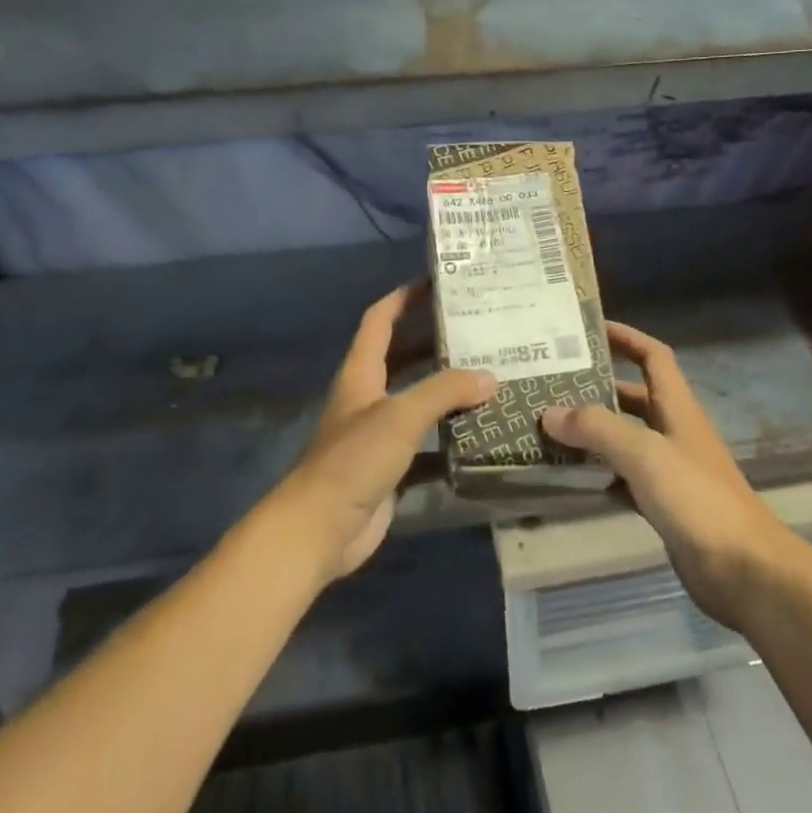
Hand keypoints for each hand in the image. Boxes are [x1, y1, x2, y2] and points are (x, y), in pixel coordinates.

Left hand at [273, 282, 495, 583]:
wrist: (321, 529)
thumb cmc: (354, 459)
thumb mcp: (401, 415)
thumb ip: (445, 391)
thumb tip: (490, 376)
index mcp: (362, 374)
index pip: (379, 321)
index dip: (402, 298)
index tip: (435, 283)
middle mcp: (369, 399)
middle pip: (402, 359)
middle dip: (435, 343)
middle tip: (478, 333)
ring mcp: (379, 436)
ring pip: (418, 403)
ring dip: (448, 393)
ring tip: (490, 379)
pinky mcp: (391, 470)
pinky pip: (427, 447)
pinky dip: (450, 442)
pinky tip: (482, 438)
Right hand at [541, 322, 797, 630]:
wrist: (744, 570)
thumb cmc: (697, 499)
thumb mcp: (645, 454)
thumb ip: (598, 429)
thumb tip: (549, 413)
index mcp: (677, 408)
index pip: (653, 357)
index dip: (627, 337)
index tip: (590, 330)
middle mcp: (673, 432)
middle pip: (633, 397)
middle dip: (596, 388)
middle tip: (551, 386)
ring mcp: (669, 470)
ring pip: (624, 439)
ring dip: (593, 432)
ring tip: (549, 429)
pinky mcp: (663, 504)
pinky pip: (623, 478)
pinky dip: (599, 473)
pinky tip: (571, 479)